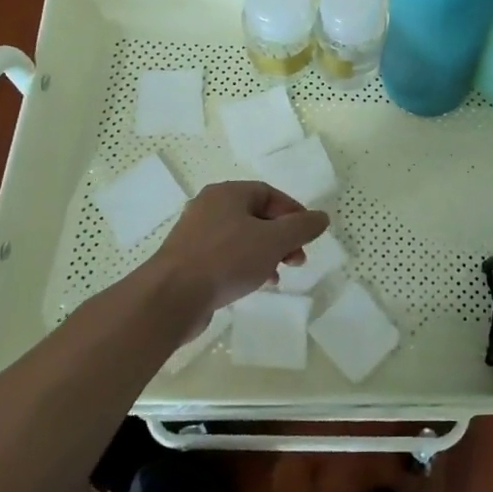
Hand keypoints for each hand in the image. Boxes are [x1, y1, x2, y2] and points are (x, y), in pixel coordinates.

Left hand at [141, 181, 328, 325]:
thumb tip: (321, 218)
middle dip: (282, 237)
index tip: (308, 235)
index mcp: (227, 193)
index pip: (269, 193)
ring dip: (266, 254)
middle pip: (256, 216)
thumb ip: (302, 227)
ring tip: (279, 275)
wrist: (170, 298)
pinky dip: (245, 266)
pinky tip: (255, 284)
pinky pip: (225, 257)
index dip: (293, 212)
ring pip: (241, 238)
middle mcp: (209, 208)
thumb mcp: (274, 240)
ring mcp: (195, 235)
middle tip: (297, 259)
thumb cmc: (226, 259)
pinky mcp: (187, 261)